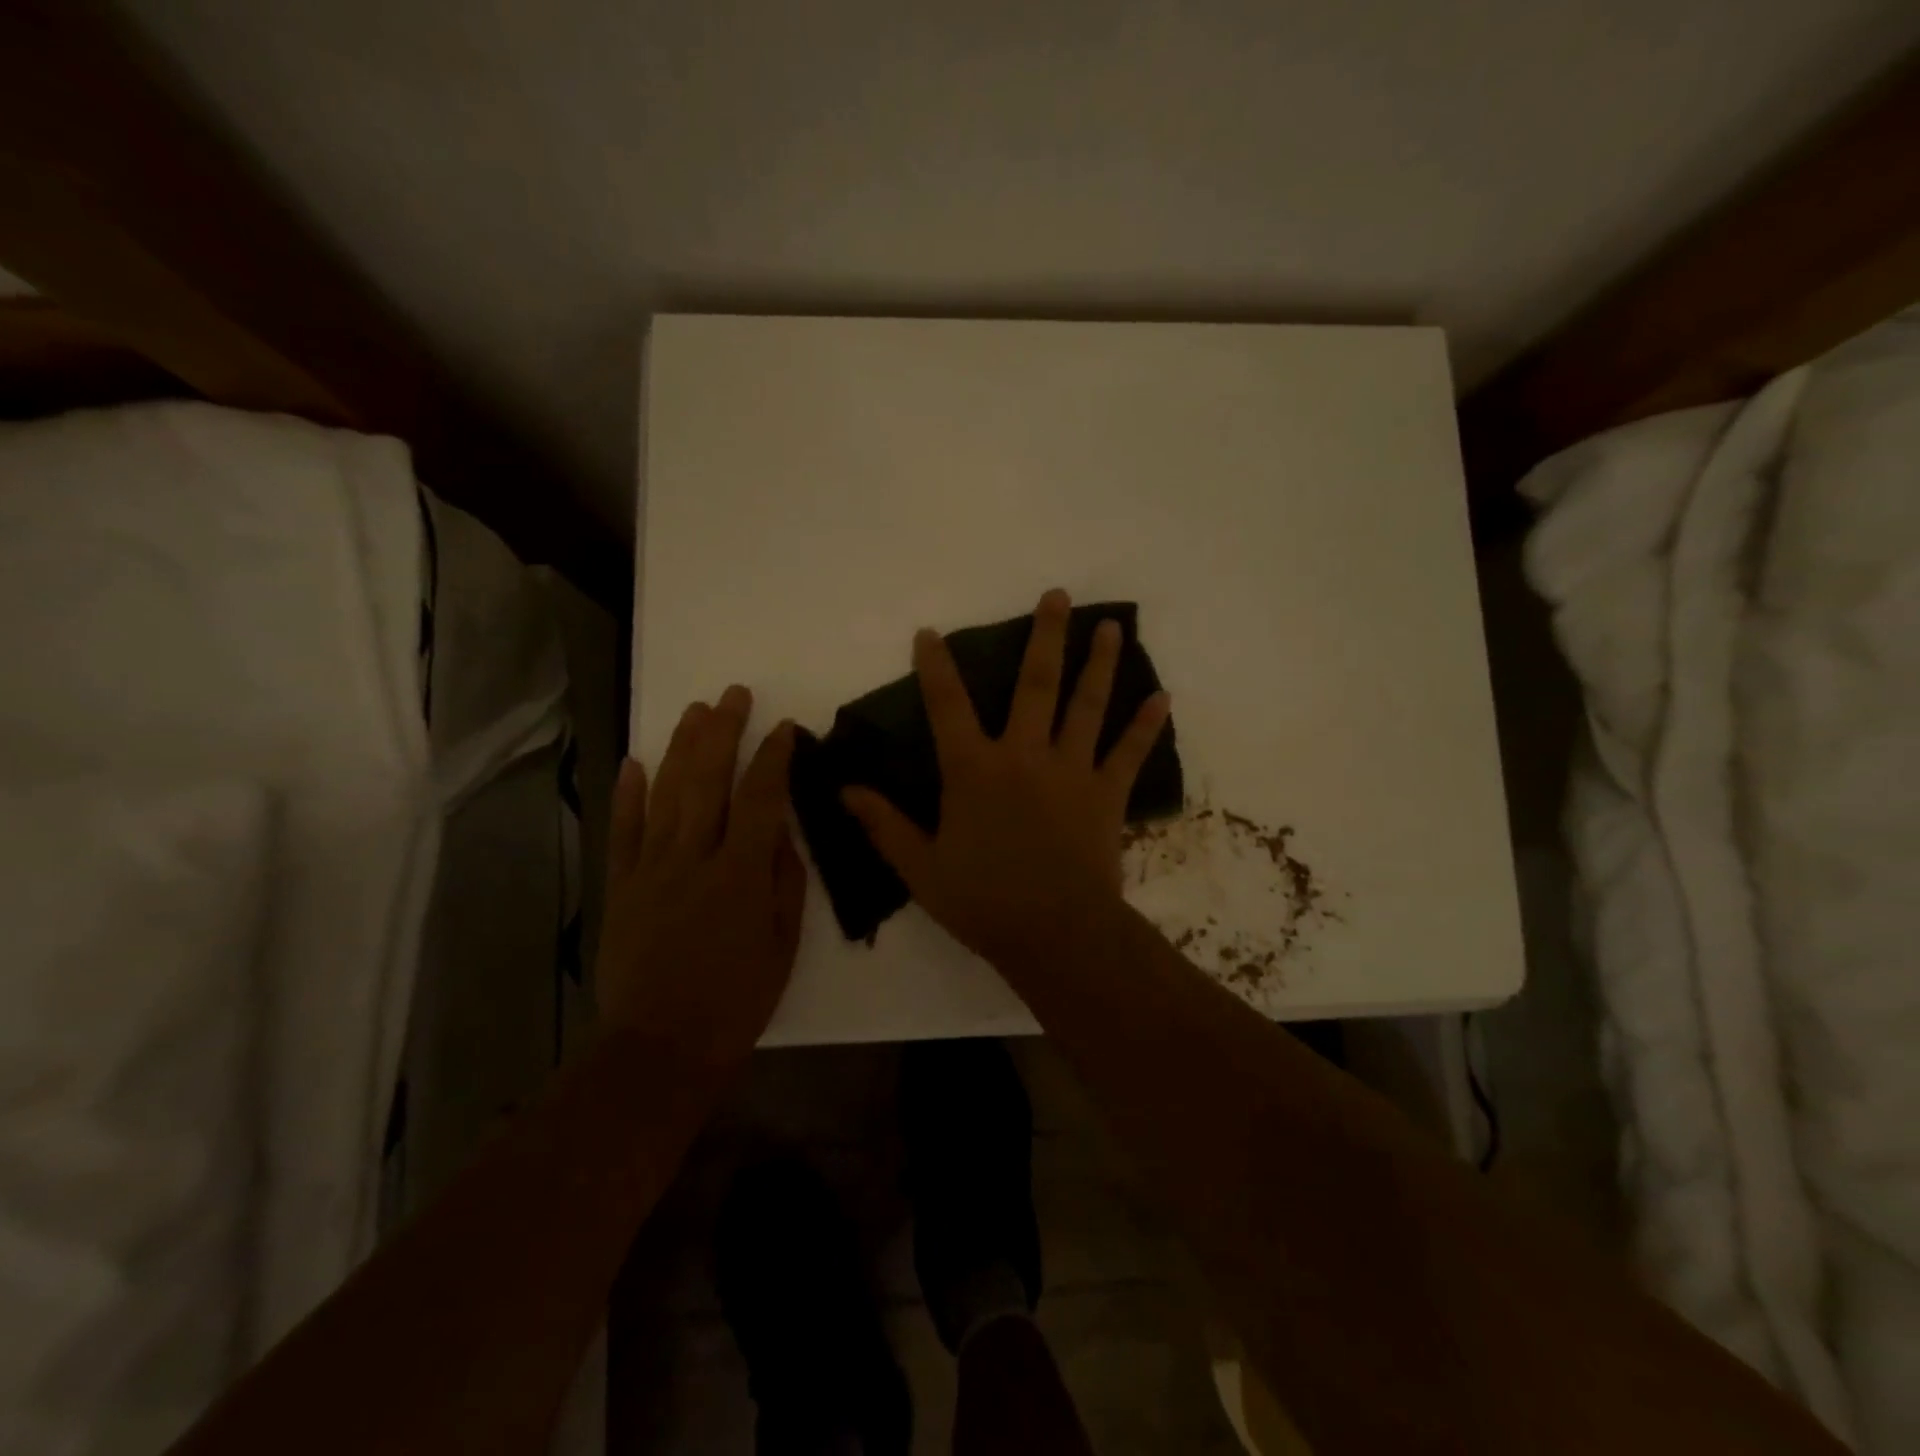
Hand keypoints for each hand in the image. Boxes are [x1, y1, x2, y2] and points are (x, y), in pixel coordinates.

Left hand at [595, 685, 805, 1067]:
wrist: (660, 1047)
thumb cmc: (736, 1001)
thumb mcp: (783, 945)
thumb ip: (783, 883)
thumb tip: (780, 834)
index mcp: (741, 873)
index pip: (760, 798)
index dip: (773, 758)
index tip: (784, 729)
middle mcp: (694, 858)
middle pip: (708, 781)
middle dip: (723, 732)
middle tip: (734, 695)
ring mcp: (651, 870)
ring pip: (667, 794)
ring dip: (682, 748)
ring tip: (696, 711)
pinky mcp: (621, 887)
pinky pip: (624, 832)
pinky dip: (628, 795)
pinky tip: (635, 761)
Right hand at [841, 589, 1170, 967]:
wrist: (1055, 934)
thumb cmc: (982, 901)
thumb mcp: (920, 868)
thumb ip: (884, 825)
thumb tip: (846, 790)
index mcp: (974, 770)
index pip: (947, 706)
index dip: (935, 667)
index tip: (930, 632)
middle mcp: (1024, 755)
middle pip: (1035, 684)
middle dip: (1044, 636)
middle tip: (1056, 595)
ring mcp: (1071, 771)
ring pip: (1086, 705)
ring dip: (1099, 663)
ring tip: (1110, 626)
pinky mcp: (1106, 794)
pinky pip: (1128, 753)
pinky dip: (1145, 725)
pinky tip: (1162, 697)